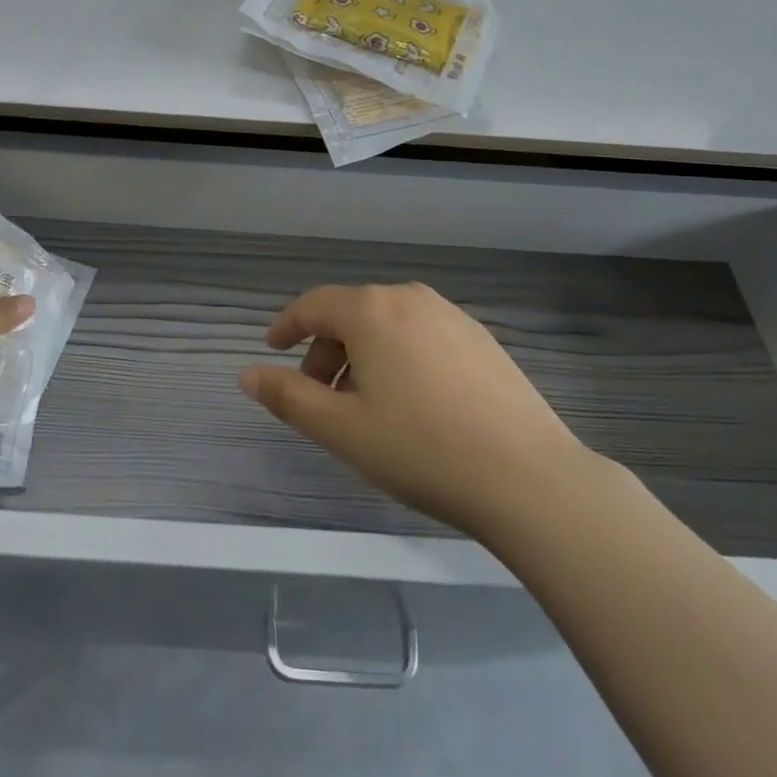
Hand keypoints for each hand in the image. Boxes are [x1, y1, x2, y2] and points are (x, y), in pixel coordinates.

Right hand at [238, 282, 586, 534]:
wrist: (529, 478)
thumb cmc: (421, 449)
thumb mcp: (341, 430)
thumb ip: (288, 397)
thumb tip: (246, 374)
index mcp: (371, 310)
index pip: (313, 305)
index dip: (287, 326)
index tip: (272, 349)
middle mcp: (409, 298)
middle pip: (351, 314)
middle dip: (325, 350)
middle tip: (318, 398)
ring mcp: (451, 315)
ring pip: (387, 325)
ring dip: (362, 356)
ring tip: (364, 406)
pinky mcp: (481, 339)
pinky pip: (421, 336)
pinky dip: (399, 357)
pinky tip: (411, 403)